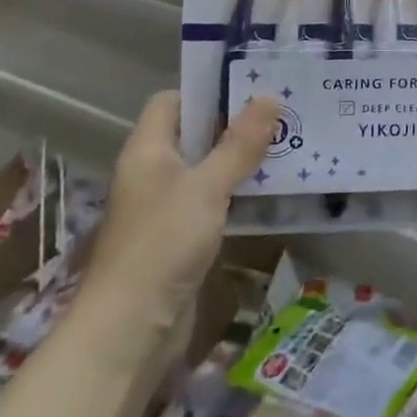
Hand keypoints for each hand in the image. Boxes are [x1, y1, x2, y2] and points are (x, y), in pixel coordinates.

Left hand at [76, 92, 278, 365]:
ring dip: (241, 160)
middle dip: (236, 124)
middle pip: (194, 134)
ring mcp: (165, 207)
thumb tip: (269, 97)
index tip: (251, 86)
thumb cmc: (162, 244)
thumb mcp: (207, 187)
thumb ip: (239, 144)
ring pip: (207, 169)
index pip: (172, 101)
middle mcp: (153, 173)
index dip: (207, 90)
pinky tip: (271, 191)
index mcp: (148, 150)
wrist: (130, 331)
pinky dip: (238, 193)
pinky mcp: (180, 238)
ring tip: (287, 146)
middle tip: (283, 114)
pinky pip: (213, 202)